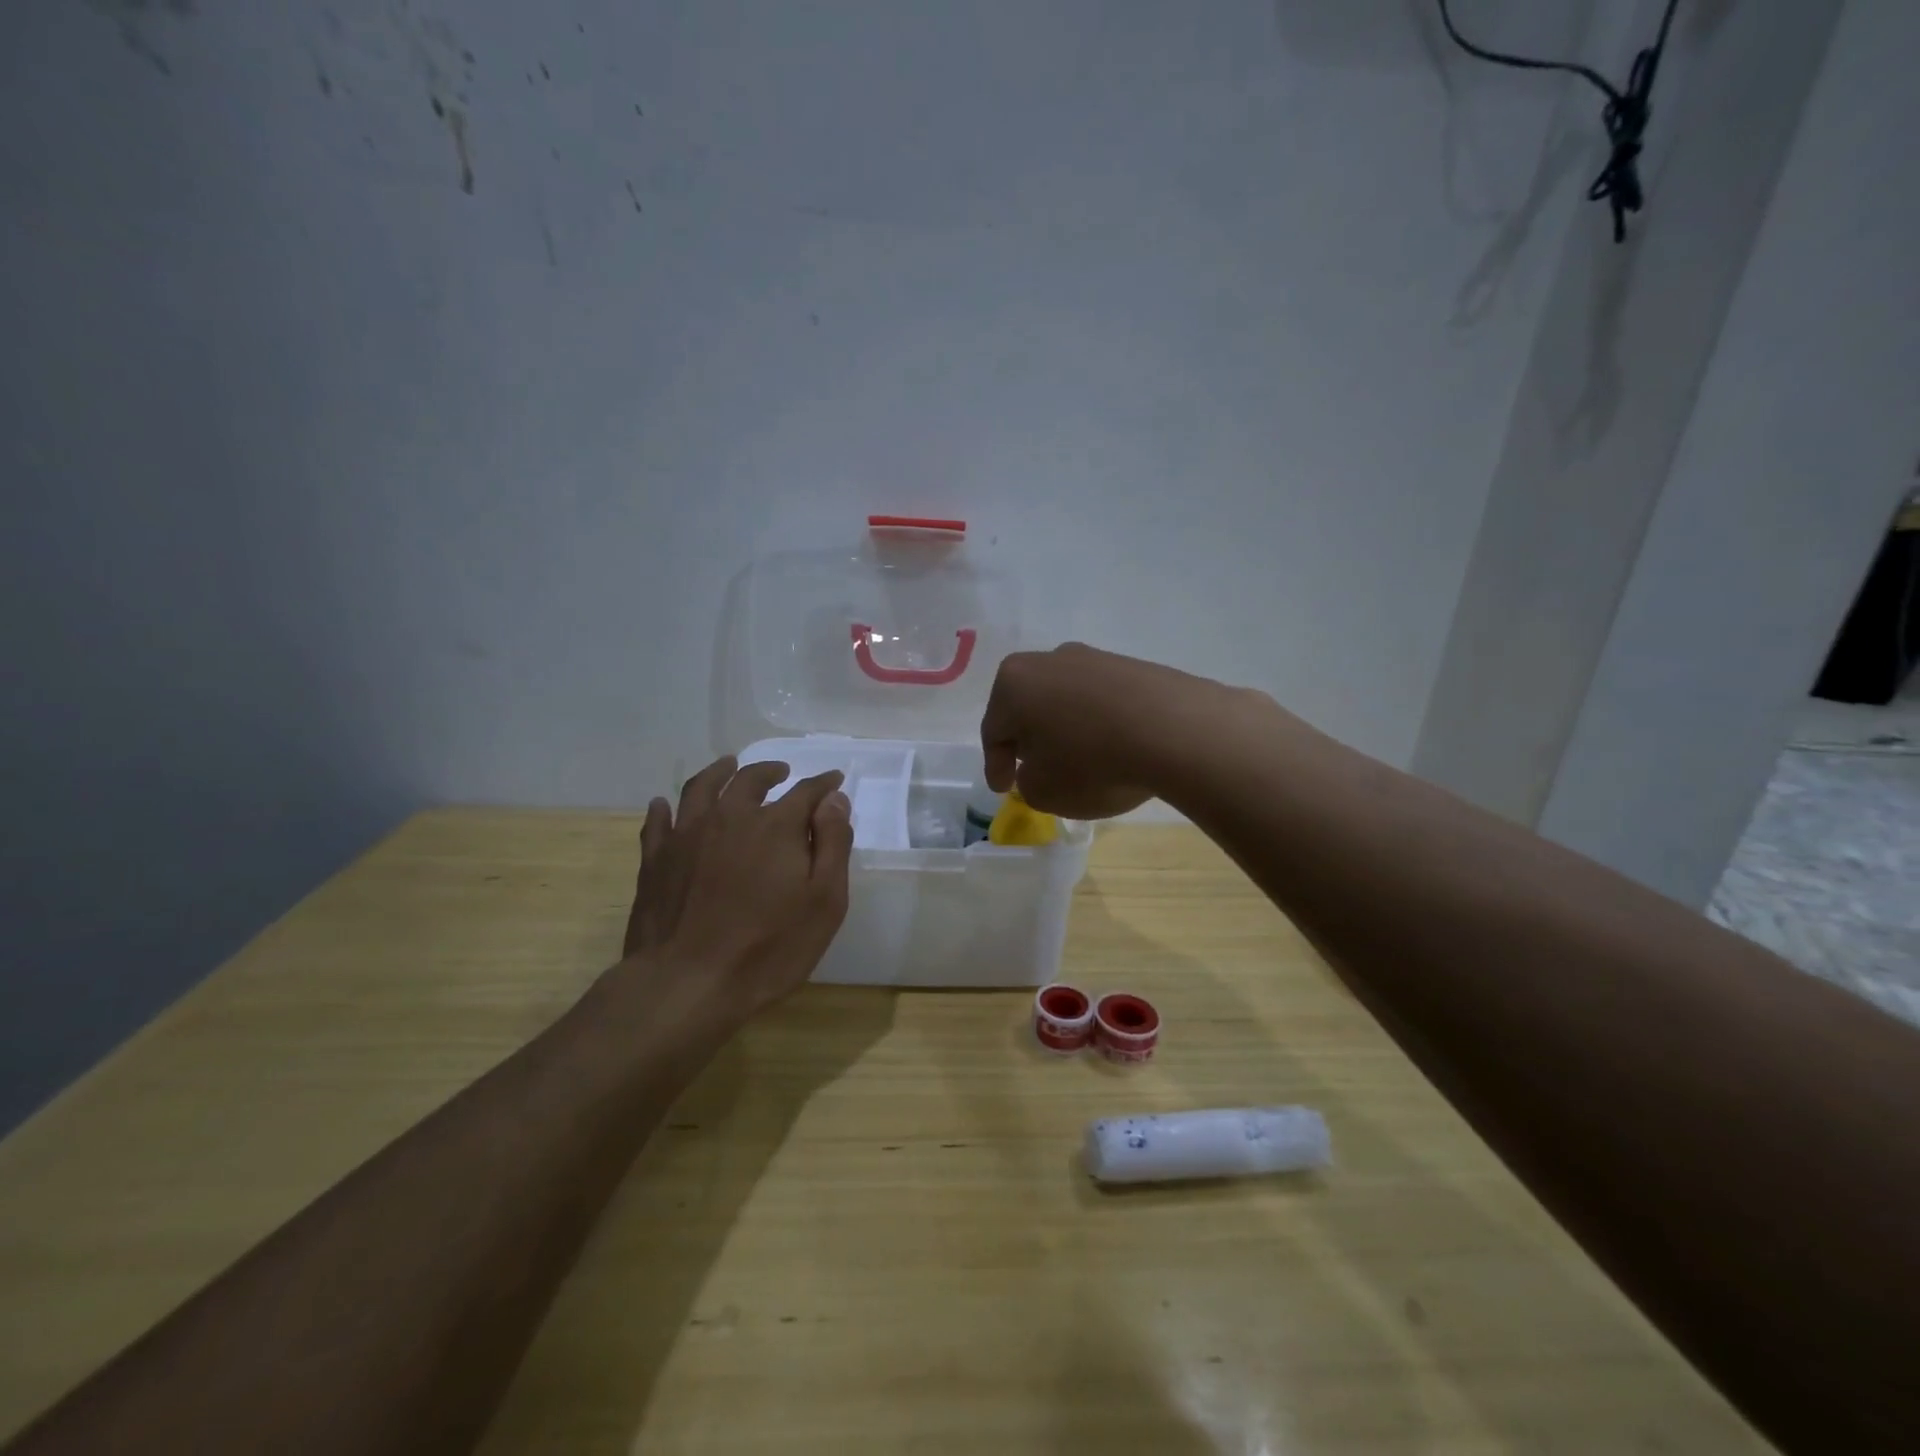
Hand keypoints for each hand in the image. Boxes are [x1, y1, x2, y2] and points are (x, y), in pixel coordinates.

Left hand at [622, 755, 853, 1018]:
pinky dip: (664, 809)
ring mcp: (687, 836)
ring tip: (728, 766)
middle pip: (750, 780)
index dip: (823, 784)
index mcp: (775, 826)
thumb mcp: (824, 901)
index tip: (834, 779)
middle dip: (770, 771)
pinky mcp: (655, 860)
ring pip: (702, 788)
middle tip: (781, 772)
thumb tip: (834, 800)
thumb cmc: (769, 947)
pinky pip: (658, 822)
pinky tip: (664, 805)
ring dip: (719, 772)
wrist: (688, 983)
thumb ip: (833, 844)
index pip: (806, 792)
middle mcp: (730, 817)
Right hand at [981, 643, 1219, 818]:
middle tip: (1035, 769)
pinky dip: (1100, 724)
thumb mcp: (1044, 791)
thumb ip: (1028, 783)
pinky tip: (1114, 748)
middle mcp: (1048, 660)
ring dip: (1066, 730)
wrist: (1175, 730)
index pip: (993, 731)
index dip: (996, 765)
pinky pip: (1103, 701)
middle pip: (1028, 707)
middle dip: (1028, 740)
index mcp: (1013, 683)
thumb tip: (1039, 768)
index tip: (1005, 789)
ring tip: (1079, 761)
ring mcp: (1094, 658)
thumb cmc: (1091, 761)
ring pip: (1066, 701)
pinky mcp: (1133, 666)